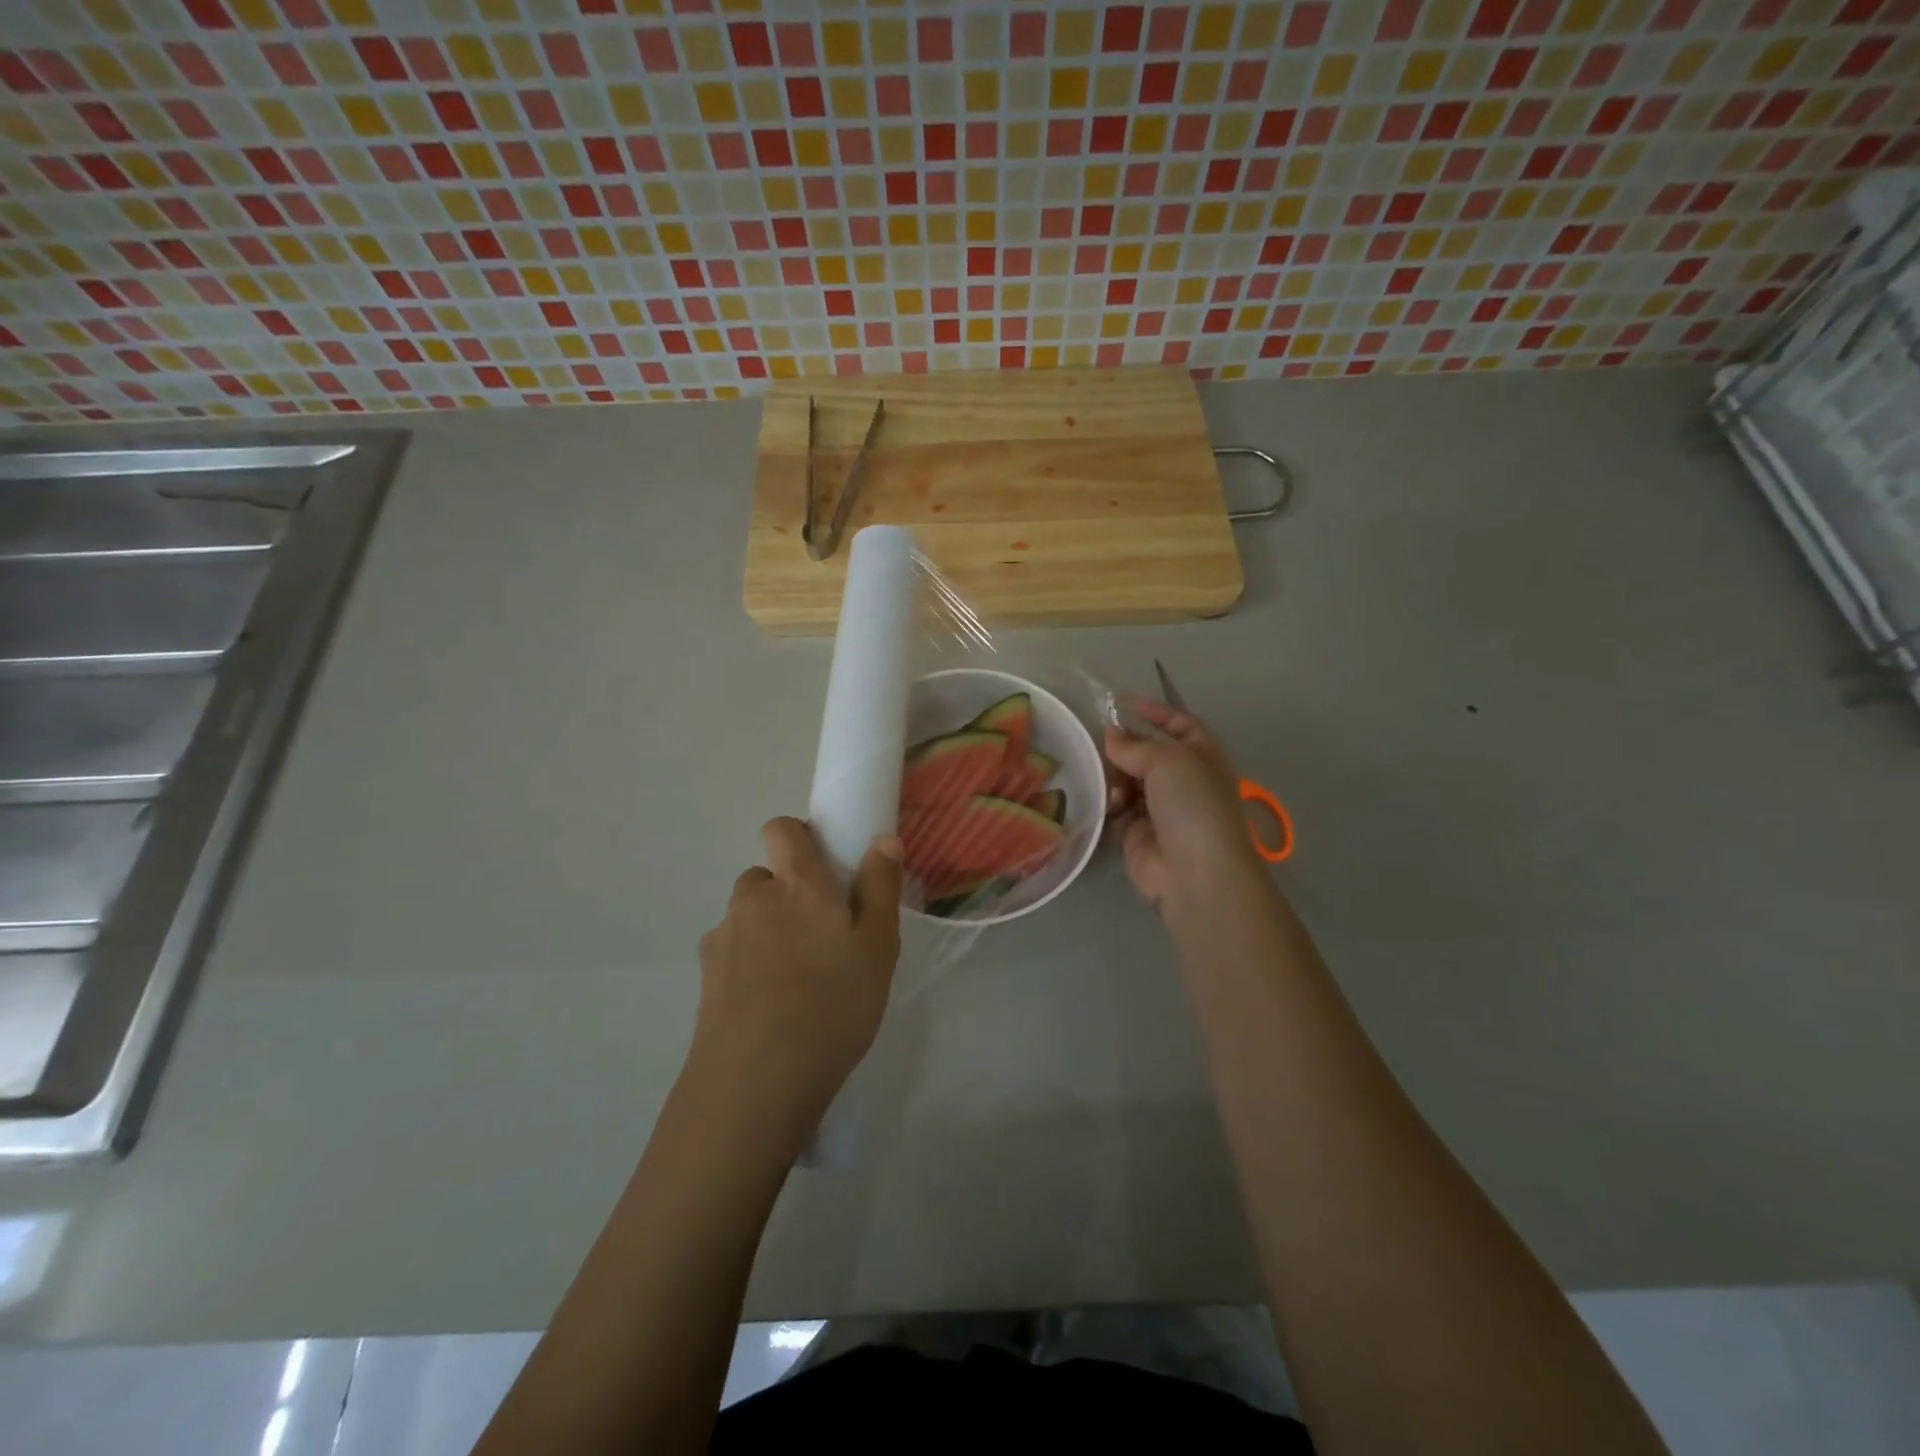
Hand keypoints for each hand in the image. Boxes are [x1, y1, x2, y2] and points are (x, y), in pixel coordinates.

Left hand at [691, 818, 902, 1144]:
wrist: (756, 1081)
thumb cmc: (832, 1004)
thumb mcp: (878, 947)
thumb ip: (880, 887)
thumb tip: (883, 839)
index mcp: (797, 883)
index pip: (781, 828)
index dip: (799, 838)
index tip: (825, 870)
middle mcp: (753, 899)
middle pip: (766, 878)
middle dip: (789, 896)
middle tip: (821, 937)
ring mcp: (722, 938)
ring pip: (748, 919)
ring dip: (768, 932)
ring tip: (796, 980)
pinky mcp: (705, 979)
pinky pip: (732, 956)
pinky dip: (748, 968)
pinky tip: (769, 1008)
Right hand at [1104, 700, 1264, 913]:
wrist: (1194, 873)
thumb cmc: (1192, 805)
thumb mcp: (1168, 760)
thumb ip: (1135, 745)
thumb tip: (1111, 735)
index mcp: (1204, 757)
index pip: (1181, 725)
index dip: (1157, 712)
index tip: (1124, 703)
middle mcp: (1184, 781)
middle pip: (1149, 753)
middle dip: (1127, 746)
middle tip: (1103, 743)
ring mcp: (1161, 809)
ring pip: (1129, 779)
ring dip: (1117, 775)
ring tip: (1110, 780)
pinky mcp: (1137, 833)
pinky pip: (1118, 807)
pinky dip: (1111, 802)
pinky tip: (1111, 804)